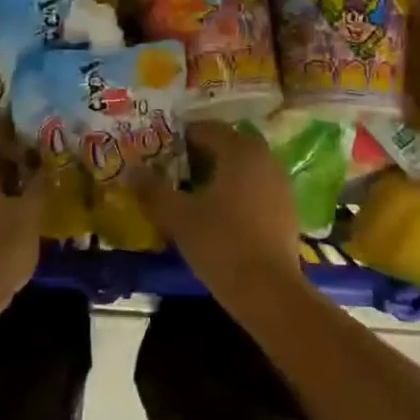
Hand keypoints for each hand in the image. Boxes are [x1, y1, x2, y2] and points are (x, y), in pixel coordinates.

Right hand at [133, 121, 304, 308]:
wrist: (268, 290)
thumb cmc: (220, 243)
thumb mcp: (178, 216)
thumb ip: (153, 190)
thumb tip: (132, 171)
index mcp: (240, 150)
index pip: (206, 129)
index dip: (180, 138)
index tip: (160, 153)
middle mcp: (264, 157)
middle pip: (227, 146)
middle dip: (200, 155)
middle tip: (173, 172)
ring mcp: (280, 183)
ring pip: (243, 167)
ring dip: (219, 174)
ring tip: (193, 194)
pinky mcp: (287, 209)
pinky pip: (255, 188)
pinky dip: (236, 192)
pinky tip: (219, 214)